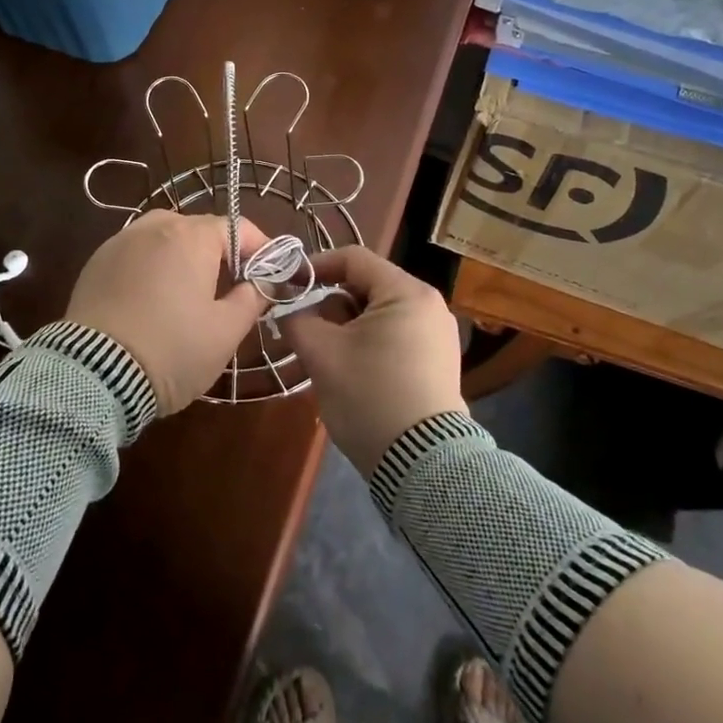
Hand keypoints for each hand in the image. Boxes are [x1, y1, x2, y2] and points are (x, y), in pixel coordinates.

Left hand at [65, 210, 268, 415]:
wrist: (95, 375)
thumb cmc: (173, 350)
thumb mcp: (226, 331)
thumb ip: (252, 298)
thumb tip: (263, 282)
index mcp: (191, 236)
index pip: (238, 228)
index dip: (260, 249)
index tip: (272, 274)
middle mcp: (155, 227)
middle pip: (199, 229)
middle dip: (220, 252)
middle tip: (232, 287)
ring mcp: (120, 242)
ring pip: (164, 238)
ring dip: (183, 256)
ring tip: (190, 290)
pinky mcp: (96, 263)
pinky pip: (135, 254)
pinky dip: (152, 266)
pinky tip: (153, 297)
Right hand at [280, 247, 465, 473]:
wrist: (421, 463)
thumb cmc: (370, 396)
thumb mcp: (322, 355)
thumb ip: (298, 321)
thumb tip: (290, 312)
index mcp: (406, 292)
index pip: (353, 258)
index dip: (314, 267)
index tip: (286, 285)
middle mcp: (428, 305)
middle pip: (366, 287)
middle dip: (329, 306)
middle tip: (302, 332)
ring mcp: (437, 336)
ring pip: (377, 316)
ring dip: (344, 329)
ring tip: (322, 358)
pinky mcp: (436, 363)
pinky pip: (393, 338)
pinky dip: (365, 345)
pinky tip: (348, 373)